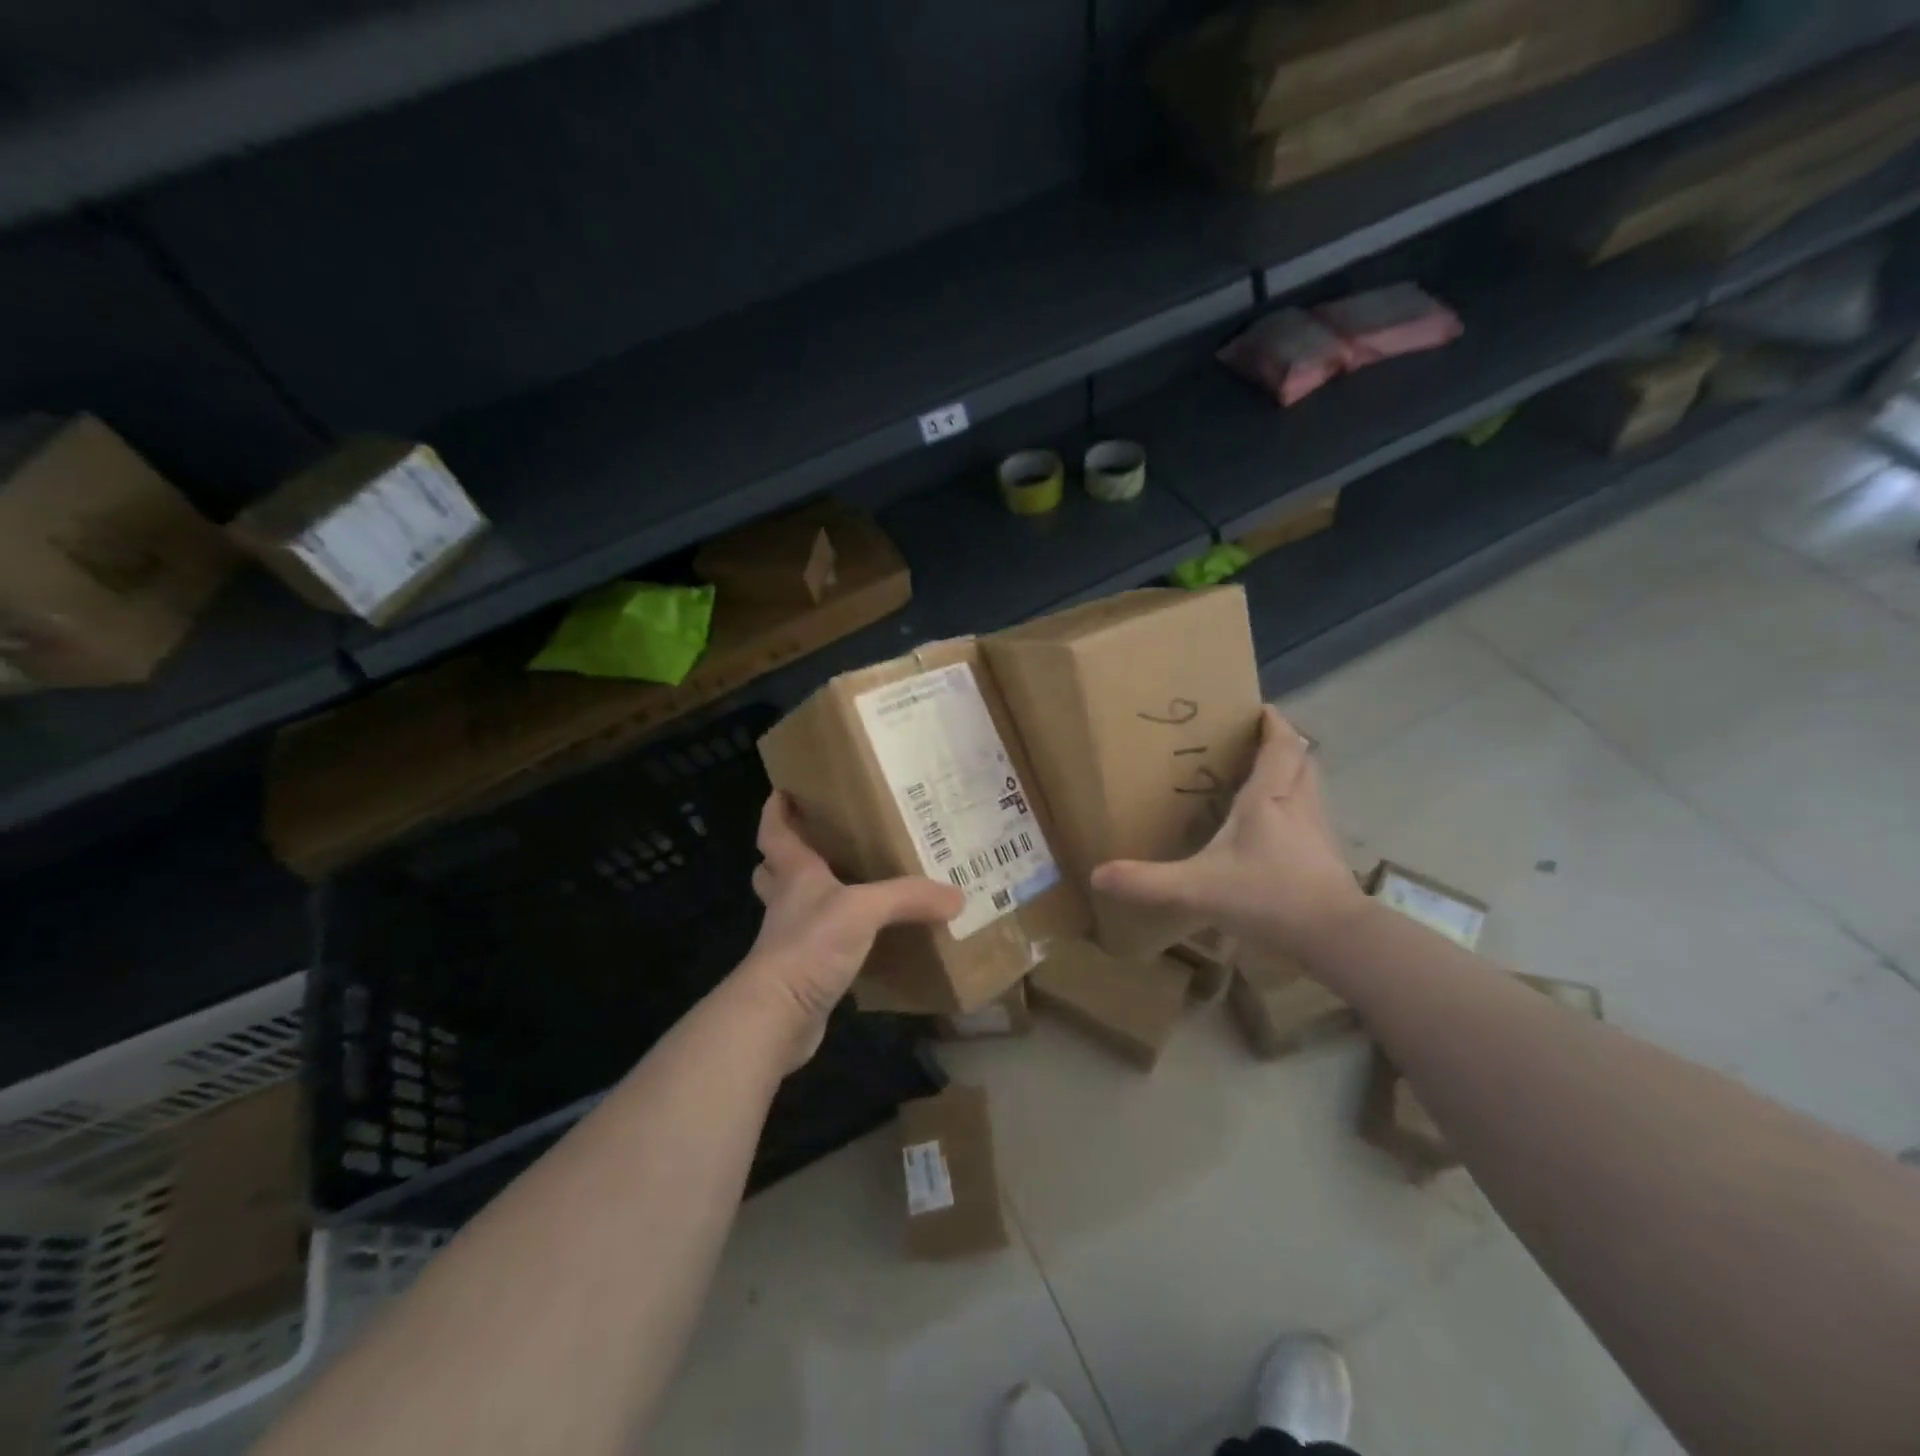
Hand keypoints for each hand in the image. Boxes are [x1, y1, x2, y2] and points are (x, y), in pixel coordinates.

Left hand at [739, 791, 963, 1064]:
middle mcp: (788, 902)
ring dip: (815, 896)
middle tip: (823, 839)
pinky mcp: (803, 973)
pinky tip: (868, 940)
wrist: (777, 1016)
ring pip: (797, 906)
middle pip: (776, 869)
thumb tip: (957, 896)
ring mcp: (791, 940)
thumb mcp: (864, 910)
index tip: (783, 789)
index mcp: (795, 874)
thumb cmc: (810, 945)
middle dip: (790, 853)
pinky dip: (838, 939)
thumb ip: (909, 898)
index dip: (776, 810)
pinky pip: (820, 945)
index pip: (775, 831)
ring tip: (854, 886)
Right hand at [1092, 706, 1364, 958]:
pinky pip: (1311, 815)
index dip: (1273, 723)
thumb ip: (1148, 882)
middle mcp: (1298, 805)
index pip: (1281, 745)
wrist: (1335, 937)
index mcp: (1269, 799)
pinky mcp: (1326, 856)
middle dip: (1282, 744)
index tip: (1258, 708)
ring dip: (1292, 773)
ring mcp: (1317, 831)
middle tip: (1255, 741)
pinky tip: (1275, 830)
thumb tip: (1097, 875)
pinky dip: (1295, 807)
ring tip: (1261, 778)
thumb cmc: (1268, 897)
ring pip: (1309, 786)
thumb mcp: (1198, 888)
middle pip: (1302, 759)